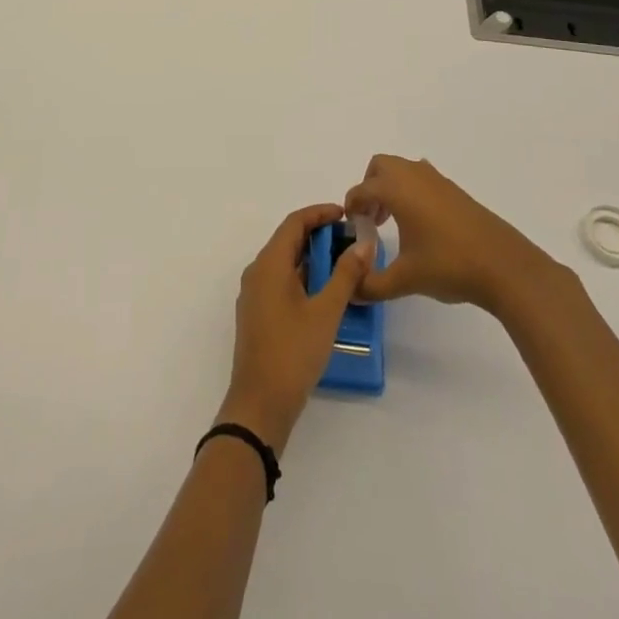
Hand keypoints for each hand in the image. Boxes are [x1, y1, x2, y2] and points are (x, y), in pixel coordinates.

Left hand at [219, 204, 373, 452]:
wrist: (260, 404)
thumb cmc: (293, 353)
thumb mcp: (326, 312)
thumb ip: (345, 275)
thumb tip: (364, 244)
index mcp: (269, 264)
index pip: (294, 223)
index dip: (319, 213)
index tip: (346, 214)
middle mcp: (257, 272)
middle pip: (288, 240)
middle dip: (319, 235)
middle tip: (351, 238)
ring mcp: (255, 294)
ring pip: (285, 262)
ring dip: (312, 257)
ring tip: (345, 263)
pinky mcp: (258, 314)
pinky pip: (281, 281)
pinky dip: (304, 276)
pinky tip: (326, 291)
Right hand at [346, 155, 563, 314]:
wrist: (504, 265)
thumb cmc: (448, 265)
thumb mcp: (404, 280)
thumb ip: (371, 285)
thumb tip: (351, 292)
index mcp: (396, 189)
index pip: (361, 190)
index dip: (352, 207)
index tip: (352, 228)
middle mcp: (413, 176)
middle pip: (380, 166)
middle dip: (369, 187)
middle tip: (371, 219)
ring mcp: (437, 180)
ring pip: (402, 169)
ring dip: (390, 187)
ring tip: (394, 221)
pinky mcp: (454, 190)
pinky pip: (421, 178)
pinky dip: (411, 191)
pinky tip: (421, 223)